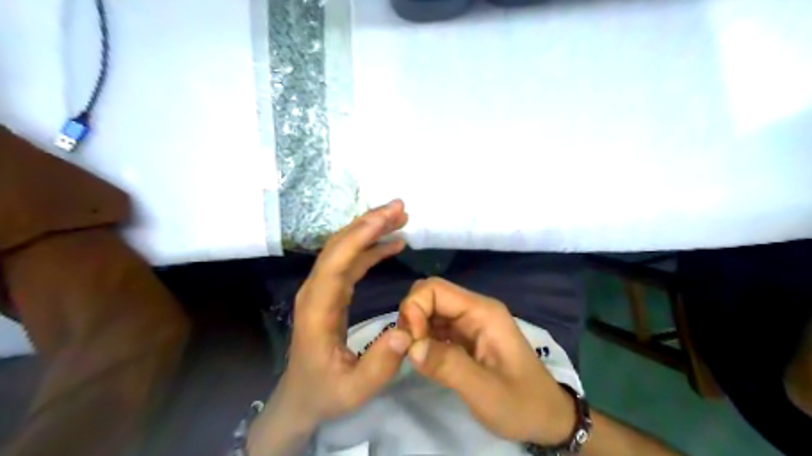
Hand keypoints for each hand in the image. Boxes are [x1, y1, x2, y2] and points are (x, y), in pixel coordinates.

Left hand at [275, 200, 411, 423]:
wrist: (301, 397)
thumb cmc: (325, 392)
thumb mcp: (355, 389)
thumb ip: (380, 364)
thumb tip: (406, 331)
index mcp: (318, 309)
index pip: (337, 262)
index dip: (361, 236)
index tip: (387, 218)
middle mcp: (317, 291)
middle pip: (339, 246)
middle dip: (369, 223)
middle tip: (400, 208)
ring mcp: (323, 289)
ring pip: (345, 249)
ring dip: (371, 230)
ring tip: (400, 218)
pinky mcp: (332, 292)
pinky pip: (351, 261)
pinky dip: (371, 248)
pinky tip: (391, 243)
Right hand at [399, 279, 575, 444]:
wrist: (547, 417)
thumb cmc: (522, 403)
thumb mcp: (486, 391)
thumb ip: (448, 366)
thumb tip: (409, 346)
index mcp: (482, 312)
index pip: (434, 288)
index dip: (414, 308)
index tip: (412, 343)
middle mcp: (474, 310)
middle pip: (429, 295)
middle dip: (411, 318)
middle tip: (410, 350)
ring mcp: (470, 322)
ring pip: (429, 310)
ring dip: (415, 329)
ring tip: (416, 358)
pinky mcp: (465, 337)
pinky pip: (435, 327)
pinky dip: (423, 339)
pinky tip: (424, 359)